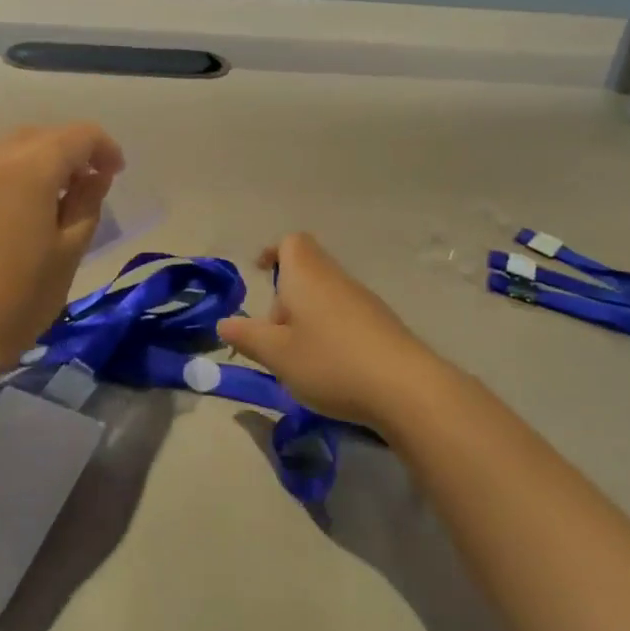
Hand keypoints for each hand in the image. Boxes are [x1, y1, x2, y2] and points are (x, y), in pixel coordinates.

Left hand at [0, 123, 124, 383]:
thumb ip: (86, 204)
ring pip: (0, 153)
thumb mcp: (68, 255)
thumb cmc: (15, 302)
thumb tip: (93, 176)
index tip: (113, 174)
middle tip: (81, 188)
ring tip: (38, 205)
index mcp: (28, 169)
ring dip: (28, 166)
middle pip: (36, 136)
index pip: (77, 135)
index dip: (103, 148)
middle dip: (65, 153)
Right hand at [216, 233, 438, 432]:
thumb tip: (224, 324)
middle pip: (307, 271)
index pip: (291, 242)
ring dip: (307, 319)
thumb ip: (248, 337)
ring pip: (325, 296)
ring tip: (299, 359)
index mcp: (307, 276)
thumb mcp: (278, 355)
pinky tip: (331, 369)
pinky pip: (345, 317)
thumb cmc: (330, 362)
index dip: (273, 252)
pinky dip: (330, 333)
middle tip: (273, 336)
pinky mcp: (382, 325)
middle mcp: (336, 279)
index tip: (260, 273)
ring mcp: (364, 301)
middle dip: (285, 298)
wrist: (406, 388)